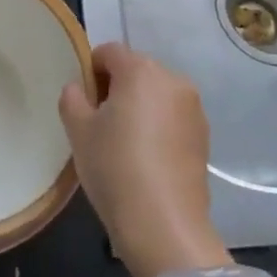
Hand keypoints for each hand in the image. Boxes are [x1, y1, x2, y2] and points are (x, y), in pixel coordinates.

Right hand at [59, 42, 230, 276]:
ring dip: (138, 106)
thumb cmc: (114, 167)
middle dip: (115, 87)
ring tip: (122, 143)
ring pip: (156, 94)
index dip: (90, 70)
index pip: (109, 52)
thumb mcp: (78, 131)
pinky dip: (157, 126)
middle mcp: (173, 80)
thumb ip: (73, 98)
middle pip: (136, 70)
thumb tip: (80, 89)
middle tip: (98, 123)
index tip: (82, 101)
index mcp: (141, 70)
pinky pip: (172, 117)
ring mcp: (193, 108)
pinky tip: (145, 158)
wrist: (164, 224)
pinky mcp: (204, 136)